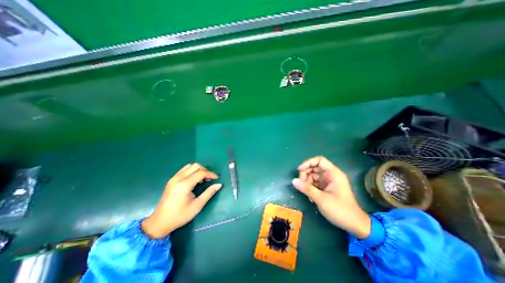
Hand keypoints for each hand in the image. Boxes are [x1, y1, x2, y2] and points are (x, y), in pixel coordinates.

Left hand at [141, 164, 220, 238]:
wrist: (160, 222)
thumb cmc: (180, 215)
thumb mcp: (197, 206)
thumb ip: (209, 193)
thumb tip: (219, 185)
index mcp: (184, 185)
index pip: (201, 173)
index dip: (210, 174)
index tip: (217, 178)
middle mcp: (178, 178)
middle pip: (195, 166)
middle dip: (205, 170)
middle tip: (209, 179)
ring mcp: (174, 178)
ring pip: (189, 166)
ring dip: (198, 170)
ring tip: (202, 179)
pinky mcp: (171, 180)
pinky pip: (184, 170)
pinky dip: (192, 171)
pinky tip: (194, 180)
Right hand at [292, 156, 369, 237]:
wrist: (354, 225)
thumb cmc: (340, 210)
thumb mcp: (322, 199)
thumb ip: (307, 189)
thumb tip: (293, 181)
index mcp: (333, 173)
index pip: (319, 160)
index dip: (308, 163)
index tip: (299, 170)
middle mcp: (330, 175)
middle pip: (314, 167)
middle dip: (305, 174)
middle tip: (300, 183)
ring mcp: (328, 182)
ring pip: (313, 176)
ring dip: (307, 182)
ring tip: (305, 192)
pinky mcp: (326, 188)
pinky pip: (314, 183)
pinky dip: (310, 187)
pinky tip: (310, 197)